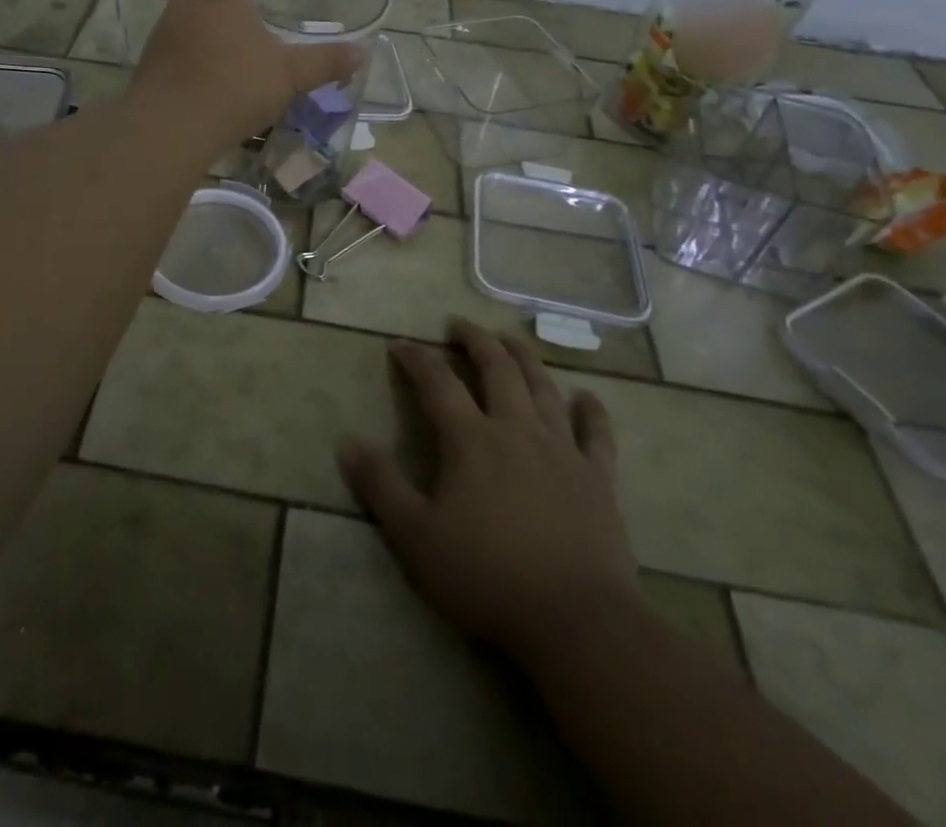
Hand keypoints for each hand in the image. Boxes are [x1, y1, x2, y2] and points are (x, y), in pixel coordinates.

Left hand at [134, 0, 362, 140]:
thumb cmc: (232, 87)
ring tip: (223, 8)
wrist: (168, 127)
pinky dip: (192, 28)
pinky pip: (176, 30)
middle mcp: (190, 3)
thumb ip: (323, 63)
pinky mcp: (156, 58)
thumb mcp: (287, 75)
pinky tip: (209, 50)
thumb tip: (360, 53)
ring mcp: (167, 30)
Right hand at [338, 320, 639, 665]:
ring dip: (524, 358)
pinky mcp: (598, 478)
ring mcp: (562, 450)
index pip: (437, 383)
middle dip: (475, 340)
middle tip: (459, 324)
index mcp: (472, 440)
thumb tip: (346, 441)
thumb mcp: (416, 537)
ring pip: (543, 388)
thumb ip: (381, 486)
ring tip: (510, 339)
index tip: (400, 344)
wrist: (576, 622)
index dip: (416, 358)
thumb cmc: (487, 577)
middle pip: (496, 369)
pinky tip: (587, 397)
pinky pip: (597, 434)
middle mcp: (517, 430)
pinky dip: (592, 411)